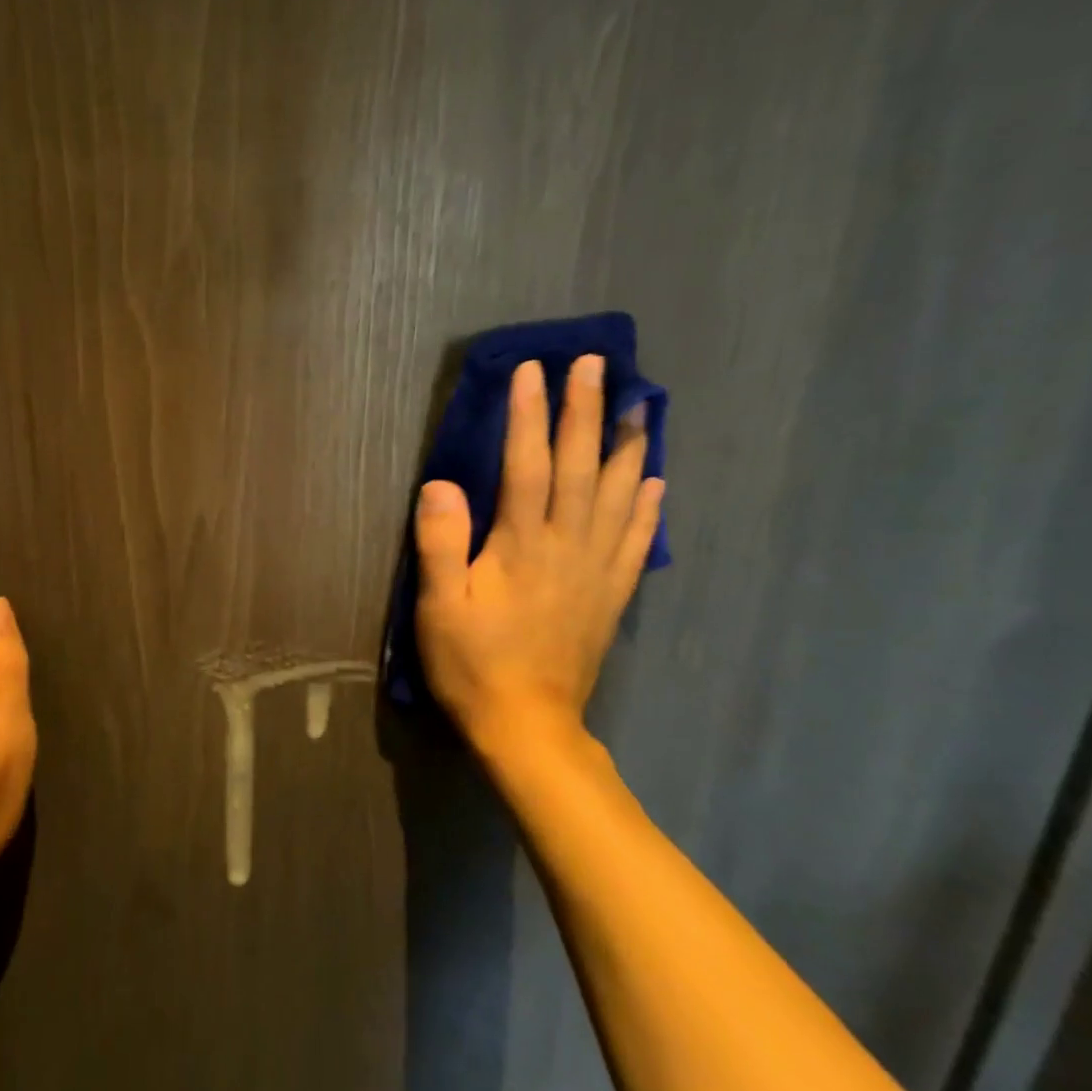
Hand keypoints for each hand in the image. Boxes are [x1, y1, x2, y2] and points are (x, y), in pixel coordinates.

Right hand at [413, 354, 663, 766]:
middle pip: (580, 467)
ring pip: (618, 496)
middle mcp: (568, 547)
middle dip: (586, 411)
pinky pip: (637, 542)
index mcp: (522, 545)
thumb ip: (440, 543)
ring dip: (626, 445)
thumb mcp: (437, 606)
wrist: (528, 726)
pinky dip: (647, 507)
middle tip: (596, 364)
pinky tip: (654, 481)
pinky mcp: (611, 595)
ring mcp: (597, 570)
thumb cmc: (472, 663)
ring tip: (638, 404)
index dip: (530, 415)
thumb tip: (440, 483)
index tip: (534, 370)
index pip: (528, 465)